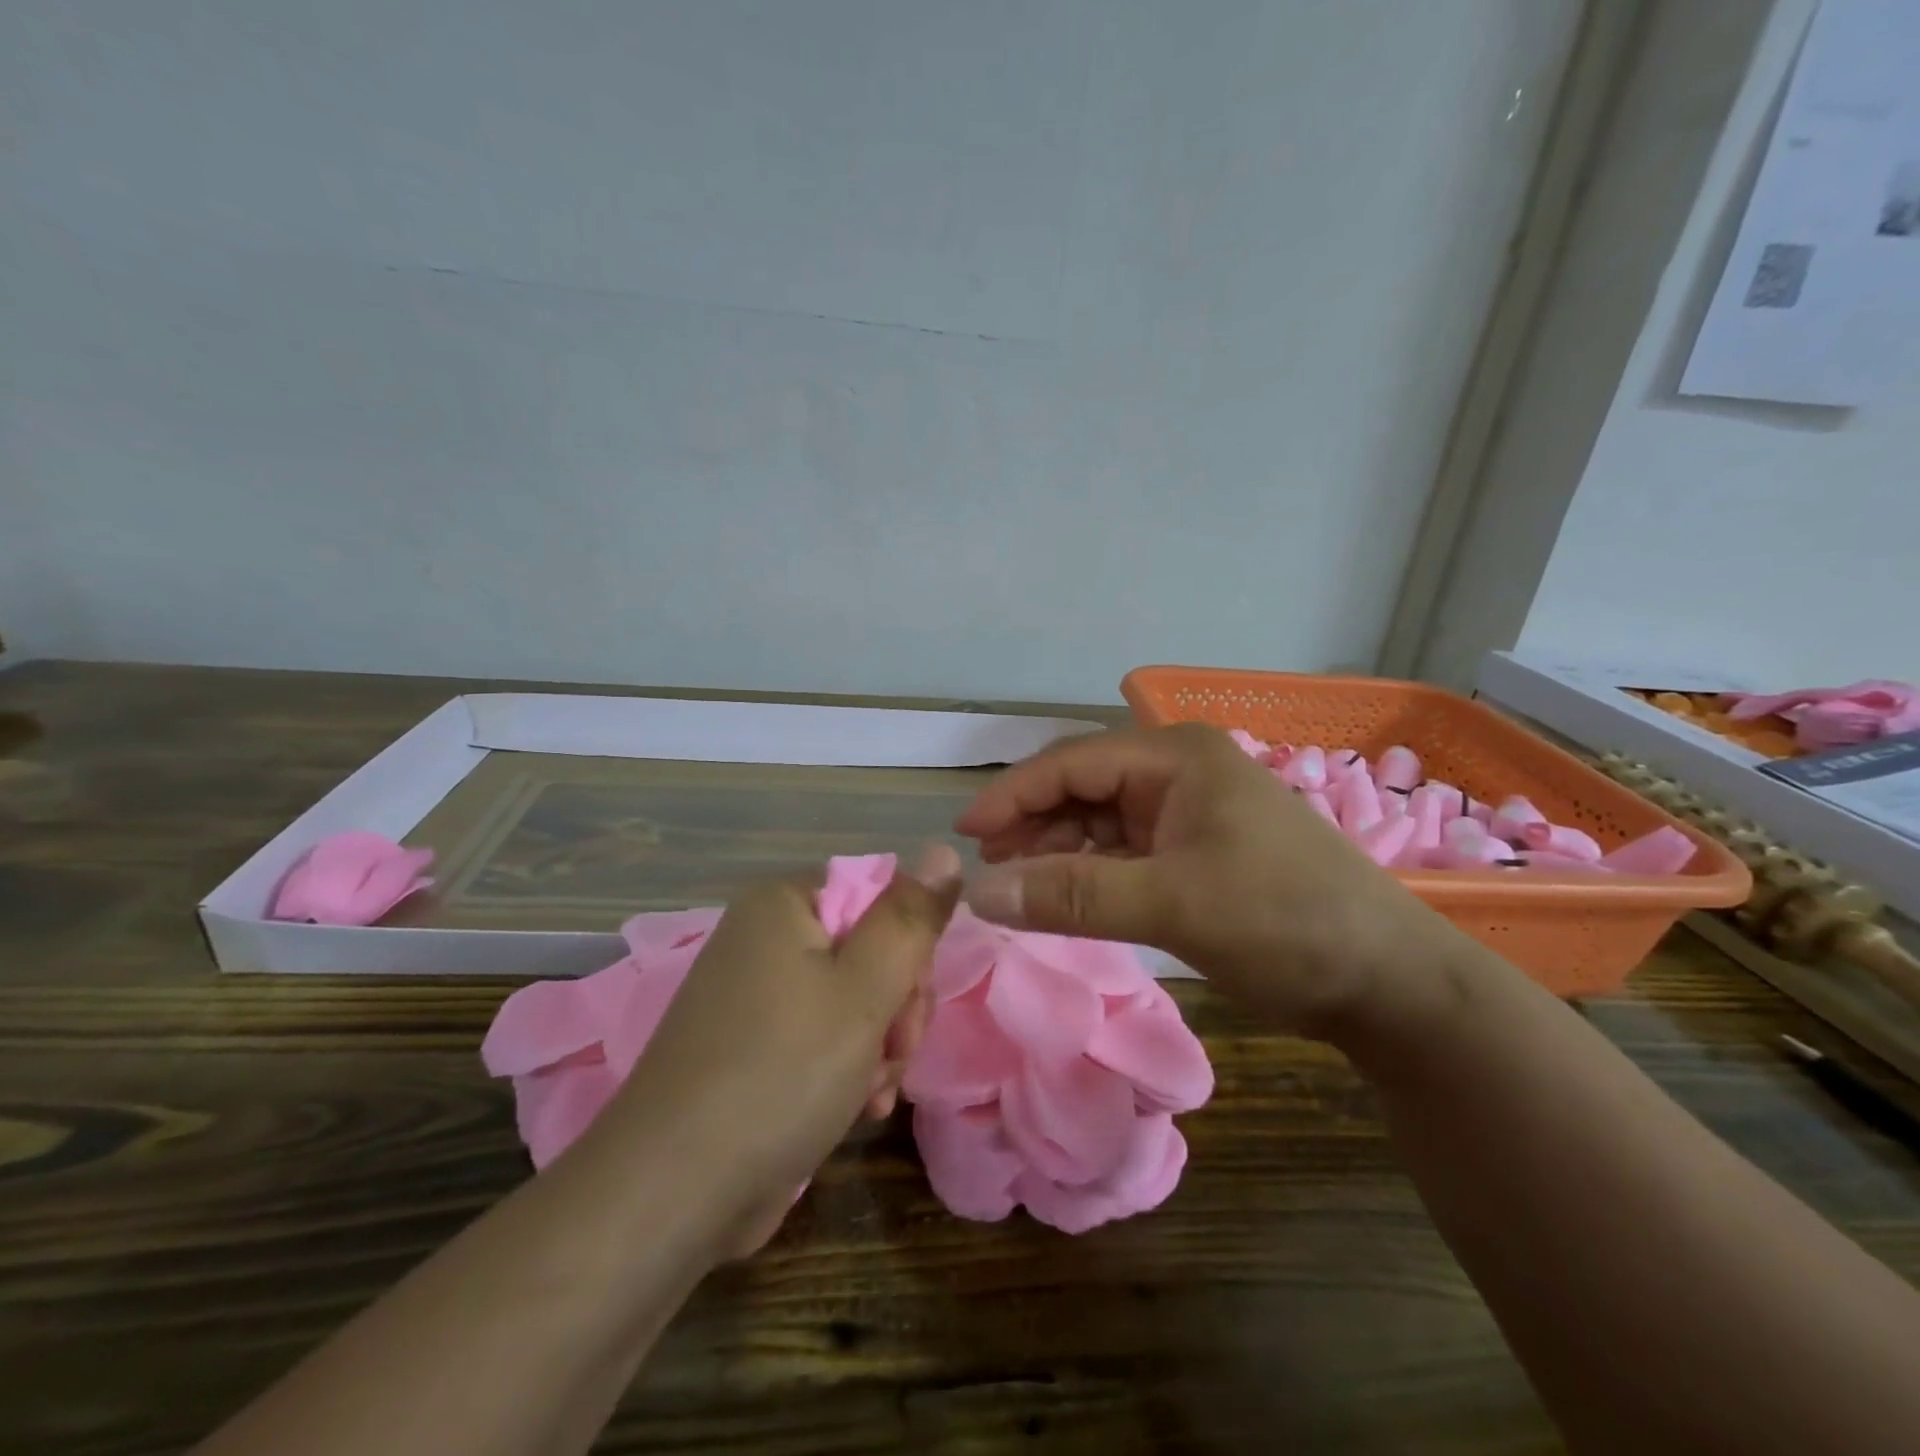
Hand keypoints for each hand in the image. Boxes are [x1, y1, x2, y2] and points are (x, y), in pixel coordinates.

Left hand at [601, 847, 960, 1254]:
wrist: (674, 1192)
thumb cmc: (783, 1071)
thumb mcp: (865, 988)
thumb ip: (911, 918)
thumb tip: (944, 849)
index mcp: (782, 905)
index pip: (878, 897)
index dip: (908, 949)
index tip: (912, 1003)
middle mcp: (763, 939)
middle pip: (867, 951)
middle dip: (896, 1008)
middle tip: (895, 1054)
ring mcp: (753, 996)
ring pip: (852, 1001)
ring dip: (878, 1047)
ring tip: (873, 1095)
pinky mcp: (750, 1048)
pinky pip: (820, 1038)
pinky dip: (846, 1069)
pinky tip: (857, 1109)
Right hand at [954, 725, 1474, 1041]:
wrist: (1386, 980)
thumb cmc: (1283, 921)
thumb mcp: (1172, 904)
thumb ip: (1072, 895)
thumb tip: (979, 894)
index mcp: (1175, 757)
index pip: (1071, 763)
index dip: (1012, 796)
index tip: (964, 836)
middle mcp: (1178, 772)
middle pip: (1081, 787)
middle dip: (1031, 823)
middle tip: (987, 869)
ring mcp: (1188, 811)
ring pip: (1099, 821)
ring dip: (1056, 849)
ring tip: (1016, 884)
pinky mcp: (1195, 850)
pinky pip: (1123, 851)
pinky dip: (1088, 871)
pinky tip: (1063, 894)